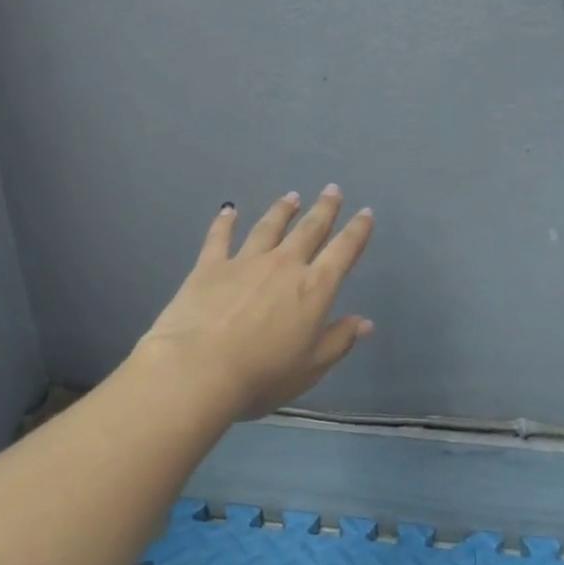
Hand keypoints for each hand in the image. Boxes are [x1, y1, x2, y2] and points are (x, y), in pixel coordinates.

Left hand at [137, 186, 374, 419]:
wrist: (198, 369)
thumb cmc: (263, 375)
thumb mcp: (311, 367)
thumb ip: (339, 340)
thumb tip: (365, 322)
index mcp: (314, 288)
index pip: (343, 252)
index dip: (357, 231)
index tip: (365, 213)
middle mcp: (284, 265)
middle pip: (309, 230)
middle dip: (324, 209)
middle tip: (332, 190)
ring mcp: (245, 262)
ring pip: (269, 227)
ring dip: (283, 211)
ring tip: (292, 196)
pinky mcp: (210, 266)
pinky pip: (220, 237)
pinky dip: (225, 222)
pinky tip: (228, 210)